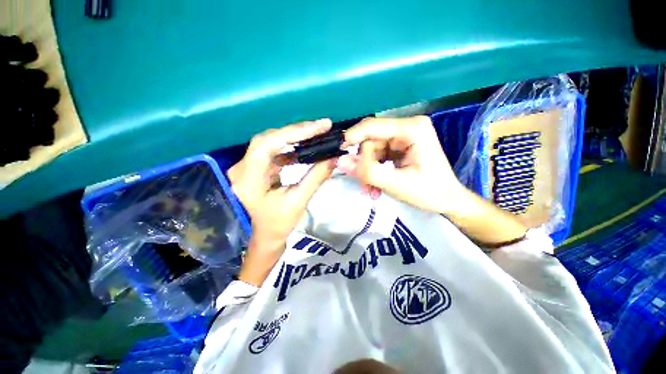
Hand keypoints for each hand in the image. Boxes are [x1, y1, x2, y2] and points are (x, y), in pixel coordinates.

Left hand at [228, 119, 336, 285]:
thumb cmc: (279, 223)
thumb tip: (334, 157)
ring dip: (295, 136)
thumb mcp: (299, 201)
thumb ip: (316, 177)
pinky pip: (275, 150)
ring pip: (272, 142)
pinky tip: (306, 144)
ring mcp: (248, 166)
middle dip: (296, 131)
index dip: (293, 133)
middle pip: (268, 139)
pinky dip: (291, 146)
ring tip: (317, 132)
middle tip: (321, 126)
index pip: (267, 145)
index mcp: (248, 180)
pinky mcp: (257, 166)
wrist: (266, 235)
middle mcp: (243, 168)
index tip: (318, 127)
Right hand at [339, 116, 465, 214]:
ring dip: (368, 170)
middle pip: (371, 140)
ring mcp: (403, 137)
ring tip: (371, 189)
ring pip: (372, 150)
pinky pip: (378, 155)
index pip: (372, 126)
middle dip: (364, 164)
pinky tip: (376, 185)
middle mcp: (407, 127)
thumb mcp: (396, 184)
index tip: (338, 155)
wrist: (448, 201)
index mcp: (412, 129)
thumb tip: (340, 162)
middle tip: (365, 186)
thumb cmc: (430, 193)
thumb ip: (368, 172)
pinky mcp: (400, 146)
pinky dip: (374, 170)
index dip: (351, 138)